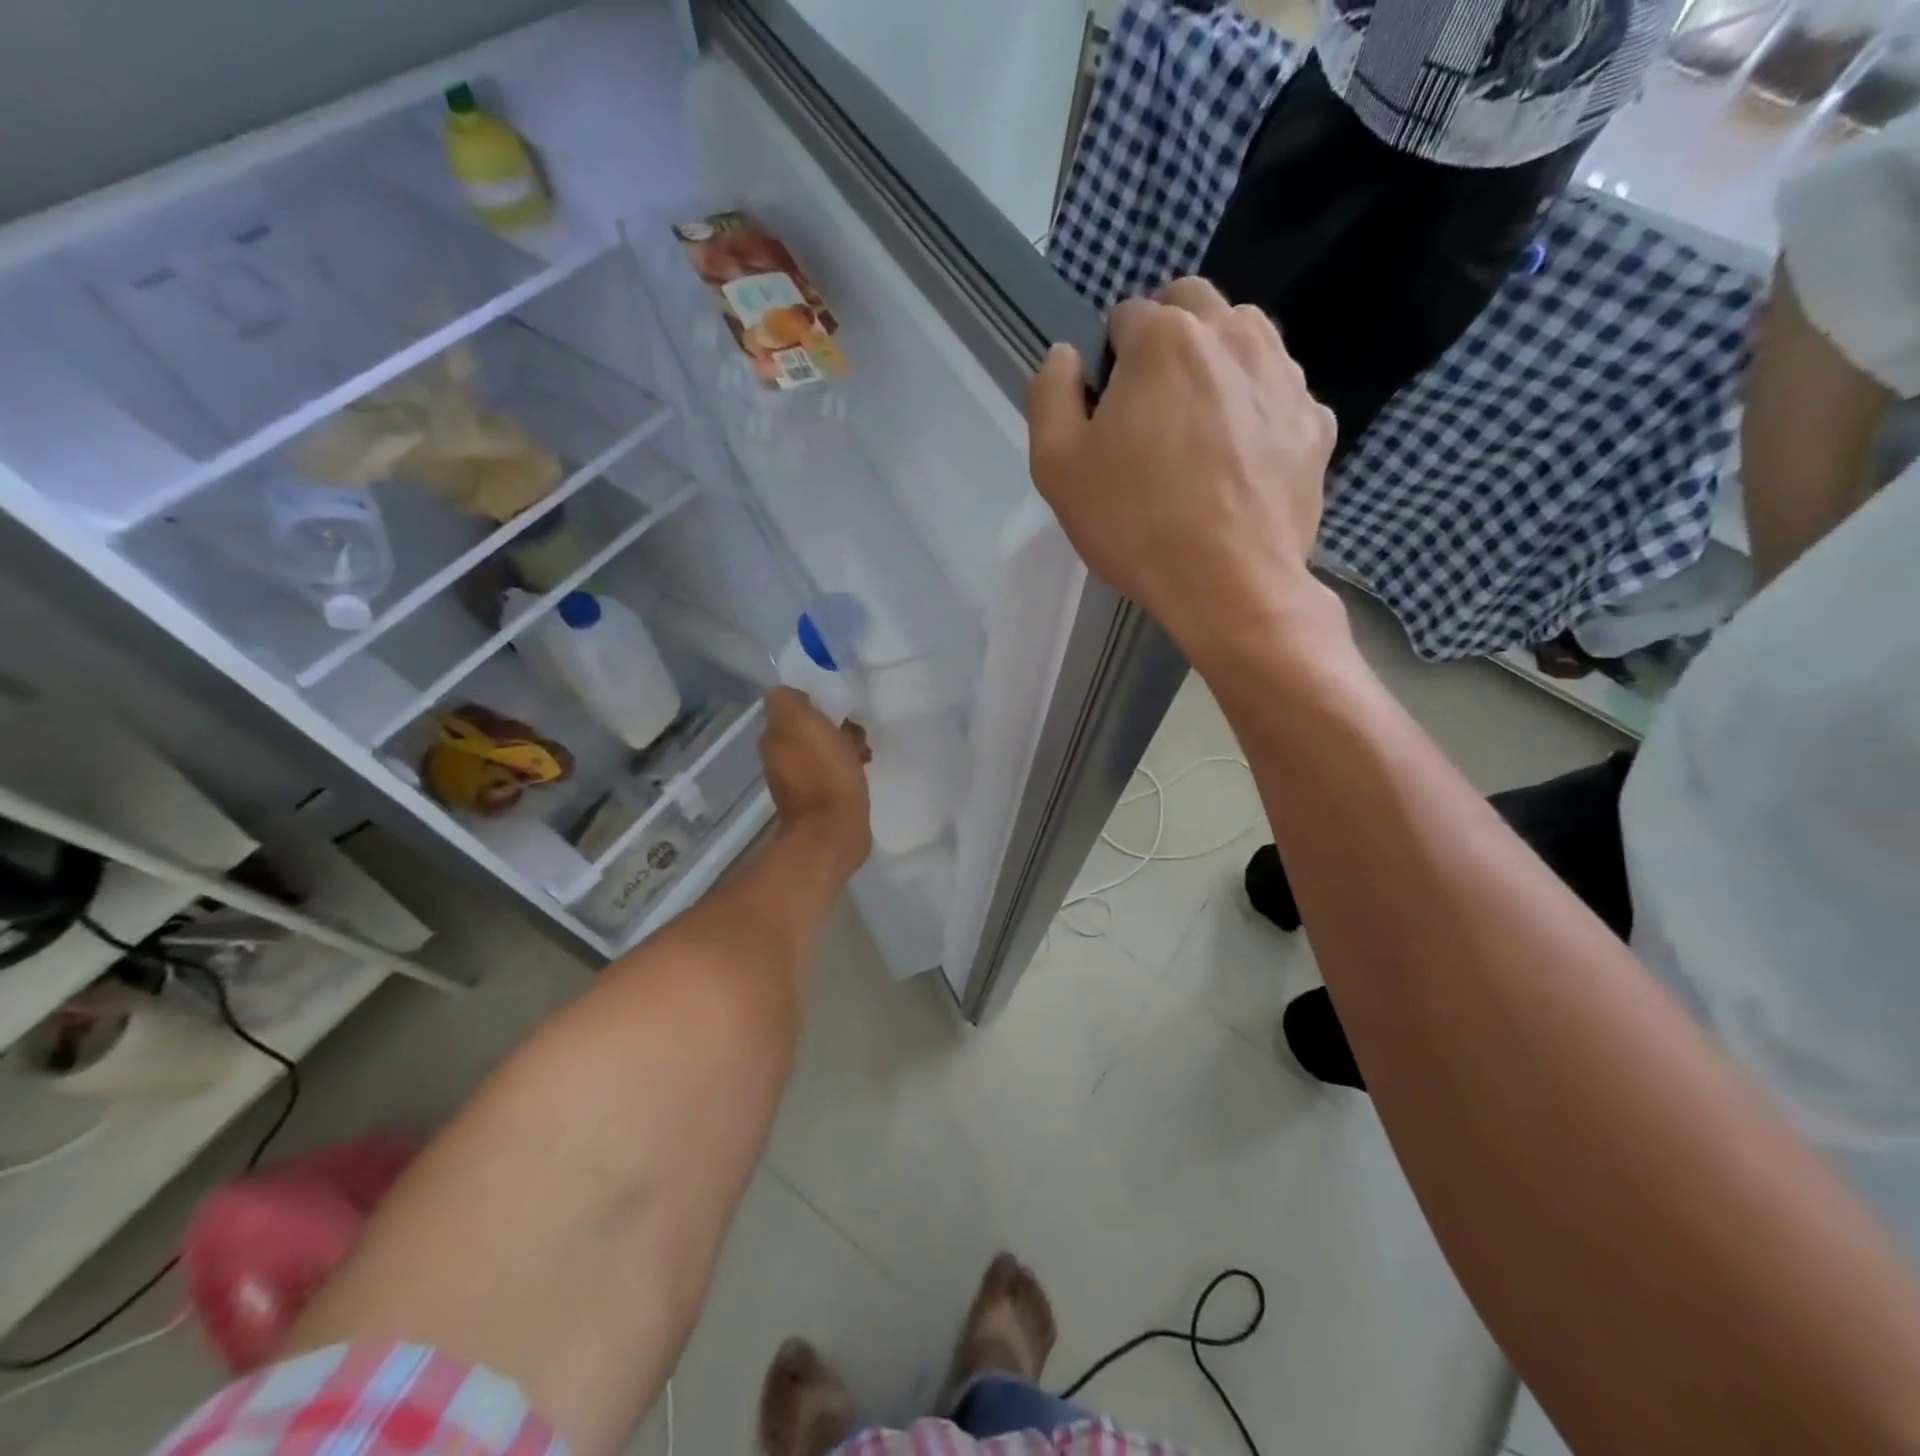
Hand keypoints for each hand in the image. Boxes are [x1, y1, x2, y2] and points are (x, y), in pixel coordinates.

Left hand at [759, 687, 871, 878]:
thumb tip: (792, 695)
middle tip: (856, 730)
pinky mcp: (818, 799)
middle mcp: (779, 755)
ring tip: (864, 751)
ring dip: (843, 745)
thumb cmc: (823, 772)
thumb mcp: (801, 721)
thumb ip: (788, 699)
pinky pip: (832, 770)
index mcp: (774, 735)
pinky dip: (846, 766)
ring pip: (822, 747)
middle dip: (834, 723)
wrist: (833, 831)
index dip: (817, 699)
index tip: (839, 704)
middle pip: (808, 725)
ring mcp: (797, 779)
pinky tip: (862, 770)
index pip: (792, 703)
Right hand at [1026, 277, 1340, 665]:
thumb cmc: (1133, 524)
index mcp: (1164, 339)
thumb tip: (1066, 356)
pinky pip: (1279, 394)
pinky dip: (1257, 410)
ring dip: (1216, 365)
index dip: (1110, 361)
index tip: (1109, 413)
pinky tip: (1241, 462)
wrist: (1229, 586)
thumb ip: (1050, 394)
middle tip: (1152, 410)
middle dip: (1167, 340)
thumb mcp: (1057, 466)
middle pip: (1193, 307)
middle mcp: (1234, 335)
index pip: (1127, 315)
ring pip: (1245, 339)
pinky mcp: (1317, 422)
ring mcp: (1285, 376)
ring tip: (1200, 432)